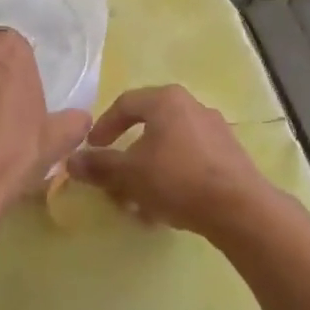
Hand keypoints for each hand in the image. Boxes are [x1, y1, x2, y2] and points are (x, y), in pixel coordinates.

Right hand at [66, 86, 277, 237]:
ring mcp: (215, 131)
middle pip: (149, 128)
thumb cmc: (176, 179)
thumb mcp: (129, 173)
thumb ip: (99, 165)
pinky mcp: (229, 157)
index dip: (103, 127)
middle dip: (127, 159)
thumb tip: (71, 161)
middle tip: (114, 182)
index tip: (92, 149)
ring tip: (138, 204)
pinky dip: (172, 180)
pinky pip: (190, 162)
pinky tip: (165, 209)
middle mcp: (192, 107)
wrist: (239, 208)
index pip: (125, 104)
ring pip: (169, 149)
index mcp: (167, 100)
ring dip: (148, 174)